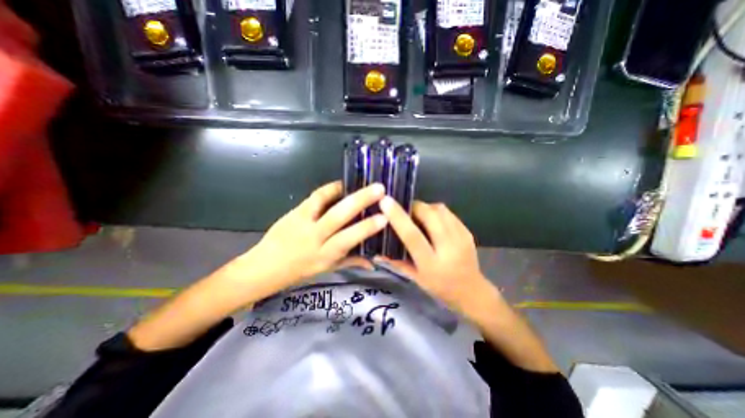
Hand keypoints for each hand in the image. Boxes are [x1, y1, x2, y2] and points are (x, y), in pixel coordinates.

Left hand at [244, 182, 387, 284]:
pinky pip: (314, 197)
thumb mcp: (327, 269)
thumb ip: (351, 262)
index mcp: (325, 255)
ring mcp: (302, 222)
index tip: (384, 218)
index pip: (348, 239)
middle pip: (338, 216)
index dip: (366, 228)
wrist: (265, 266)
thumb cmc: (300, 271)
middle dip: (360, 201)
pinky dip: (330, 189)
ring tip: (362, 182)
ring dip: (344, 190)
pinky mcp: (294, 211)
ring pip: (325, 202)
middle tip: (379, 189)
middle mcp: (314, 237)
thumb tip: (373, 263)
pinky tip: (342, 185)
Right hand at [379, 198, 493, 317]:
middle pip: (429, 215)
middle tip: (405, 209)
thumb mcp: (416, 278)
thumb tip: (375, 252)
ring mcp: (461, 238)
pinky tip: (432, 220)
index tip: (385, 201)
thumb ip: (396, 262)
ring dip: (425, 207)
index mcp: (431, 263)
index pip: (412, 235)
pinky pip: (448, 212)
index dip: (398, 216)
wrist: (472, 291)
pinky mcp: (467, 231)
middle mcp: (448, 248)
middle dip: (414, 206)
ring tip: (418, 214)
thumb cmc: (440, 287)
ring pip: (439, 210)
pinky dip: (436, 211)